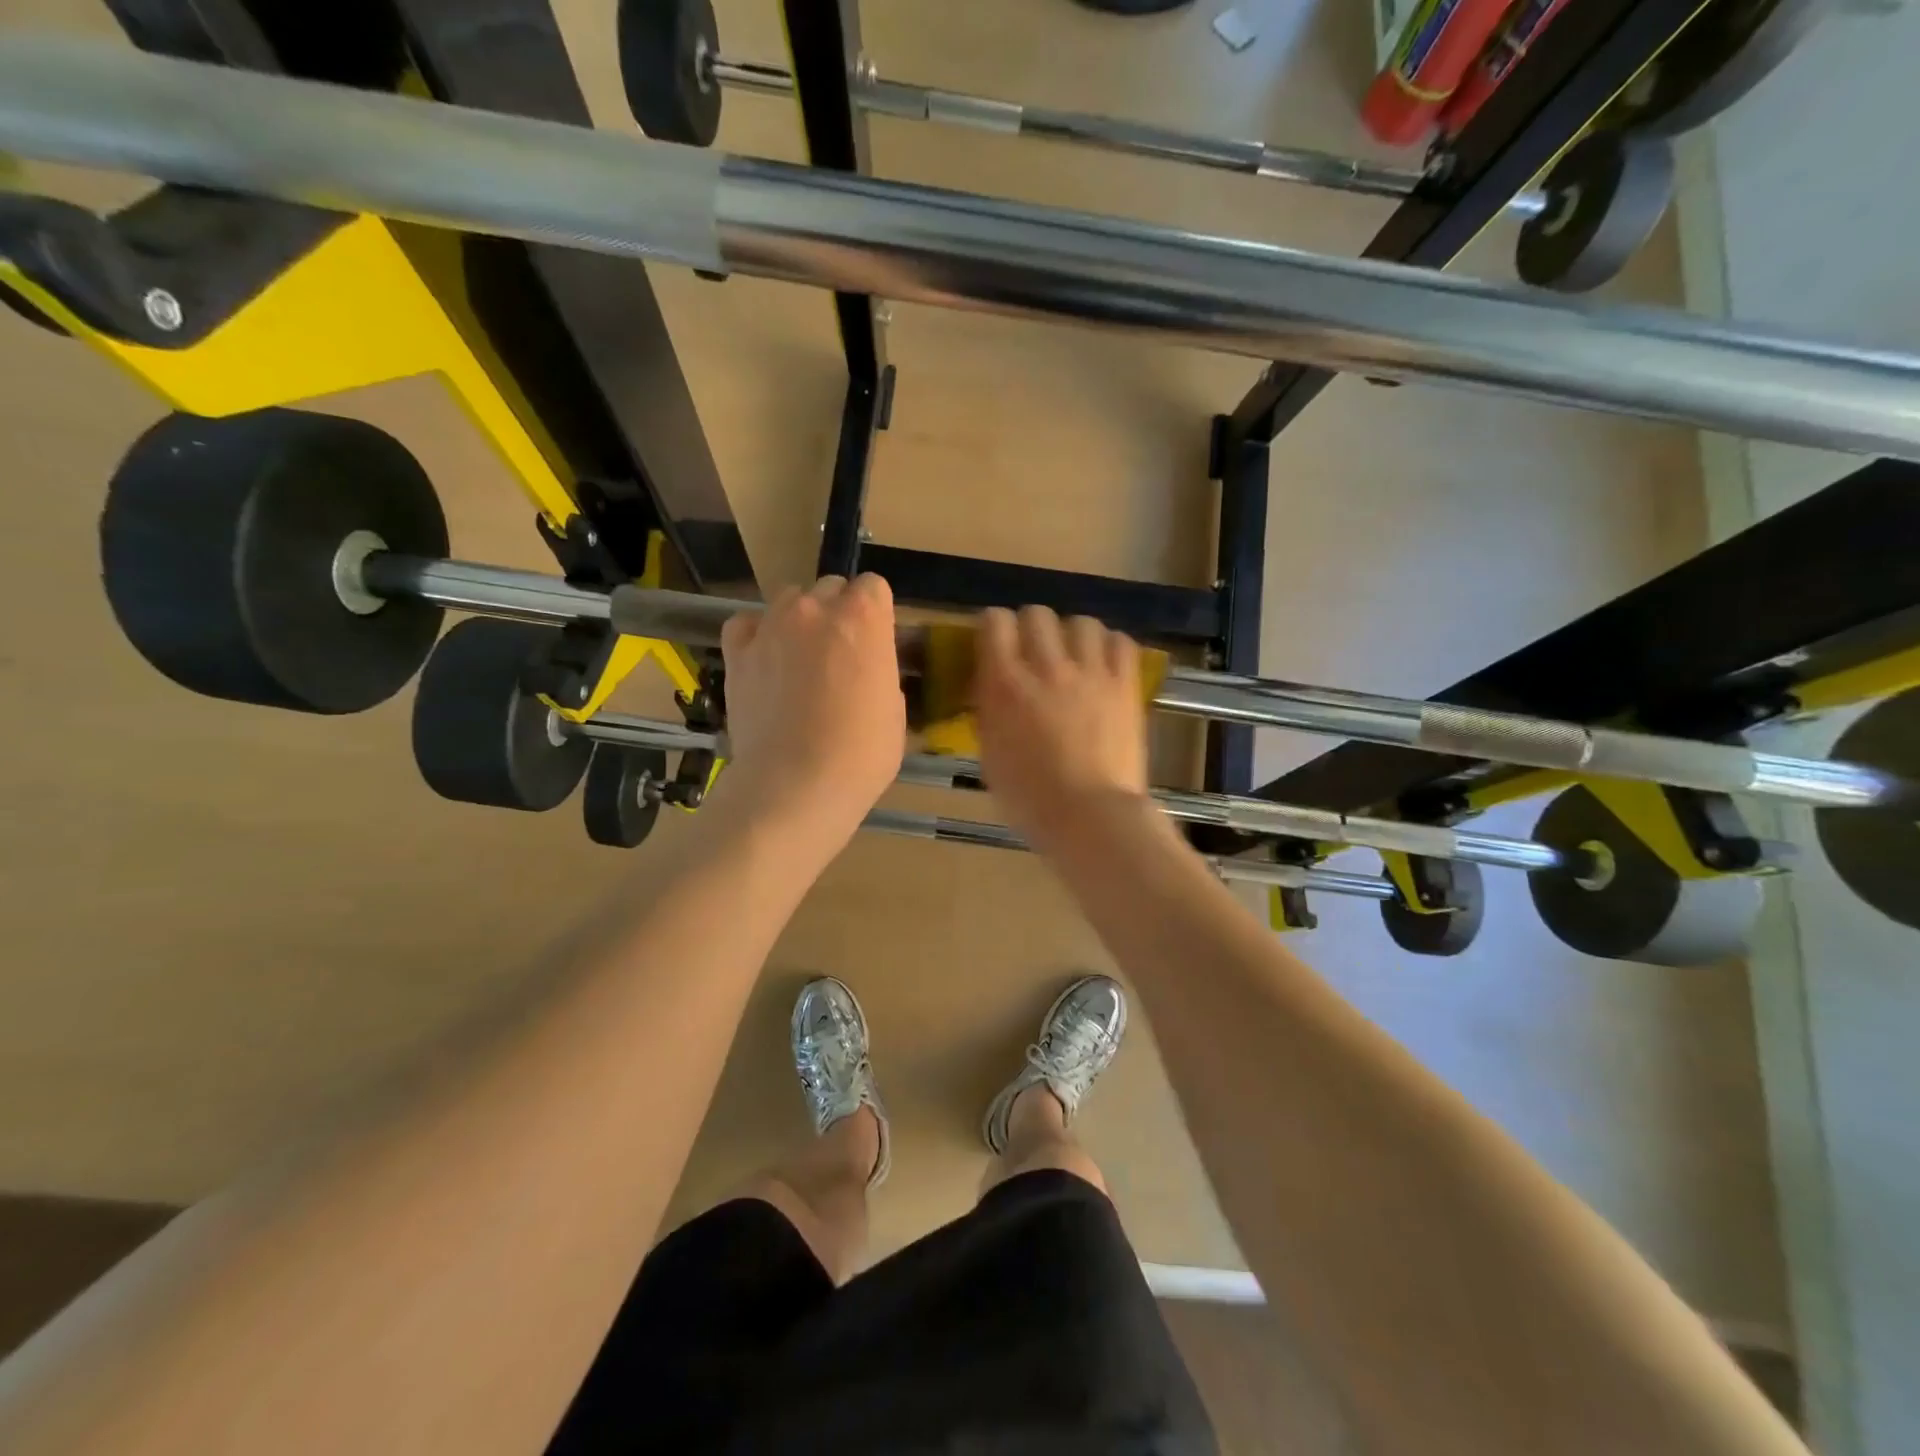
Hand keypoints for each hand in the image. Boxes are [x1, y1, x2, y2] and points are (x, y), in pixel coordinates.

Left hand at [719, 575, 906, 849]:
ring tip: (800, 659)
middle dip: (838, 613)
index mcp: (863, 618)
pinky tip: (766, 660)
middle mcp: (816, 608)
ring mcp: (771, 626)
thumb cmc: (861, 754)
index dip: (876, 614)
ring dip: (800, 620)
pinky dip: (757, 635)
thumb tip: (867, 666)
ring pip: (789, 600)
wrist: (795, 785)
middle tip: (840, 656)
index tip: (876, 643)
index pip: (873, 587)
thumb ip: (881, 670)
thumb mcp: (895, 710)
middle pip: (830, 588)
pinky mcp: (737, 652)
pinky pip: (746, 624)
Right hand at [973, 606, 1149, 849]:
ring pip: (1082, 622)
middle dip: (1032, 628)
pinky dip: (1110, 647)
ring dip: (1073, 635)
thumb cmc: (1029, 798)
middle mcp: (1046, 666)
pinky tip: (1105, 664)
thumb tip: (991, 689)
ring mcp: (1091, 672)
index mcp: (1004, 683)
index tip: (995, 644)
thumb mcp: (990, 754)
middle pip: (1037, 614)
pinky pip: (1121, 642)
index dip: (993, 627)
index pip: (994, 621)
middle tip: (1034, 653)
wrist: (1089, 817)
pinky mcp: (1125, 685)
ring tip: (1074, 657)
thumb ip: (989, 712)